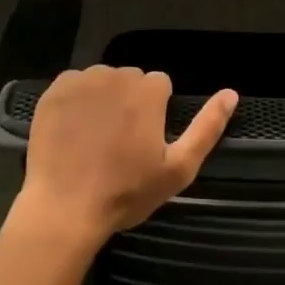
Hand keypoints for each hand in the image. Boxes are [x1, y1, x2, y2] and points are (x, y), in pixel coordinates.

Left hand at [17, 66, 236, 243]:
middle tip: (121, 142)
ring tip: (96, 137)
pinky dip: (76, 101)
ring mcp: (80, 82)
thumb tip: (231, 93)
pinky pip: (73, 85)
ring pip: (102, 80)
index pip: (160, 84)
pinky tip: (73, 131)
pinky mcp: (52, 93)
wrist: (65, 208)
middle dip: (131, 101)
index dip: (157, 111)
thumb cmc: (127, 192)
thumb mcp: (179, 168)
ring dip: (104, 98)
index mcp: (148, 92)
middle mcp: (115, 76)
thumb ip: (207, 127)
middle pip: (131, 79)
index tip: (146, 140)